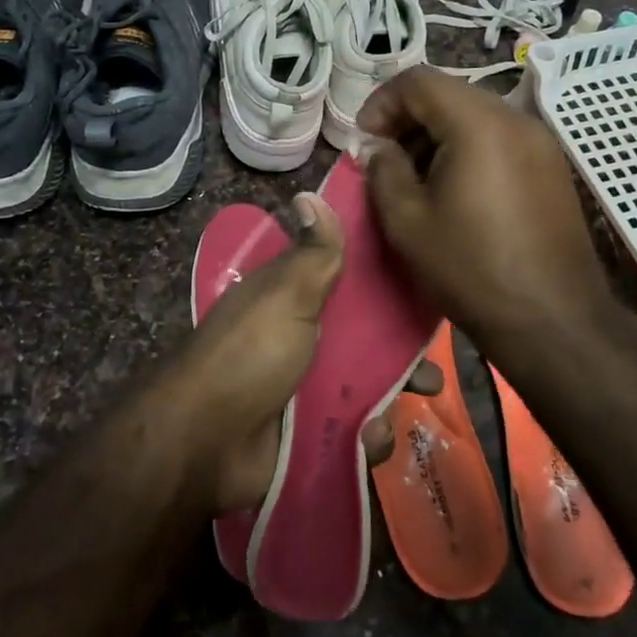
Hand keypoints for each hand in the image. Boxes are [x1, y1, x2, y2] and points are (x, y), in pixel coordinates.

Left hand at [162, 192, 441, 513]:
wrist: (205, 444)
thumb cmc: (251, 355)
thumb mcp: (286, 294)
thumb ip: (313, 253)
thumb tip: (310, 193)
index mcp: (294, 299)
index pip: (347, 282)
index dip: (385, 284)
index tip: (426, 287)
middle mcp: (302, 340)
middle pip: (365, 339)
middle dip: (402, 353)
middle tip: (431, 366)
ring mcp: (306, 389)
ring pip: (367, 387)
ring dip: (392, 398)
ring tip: (417, 400)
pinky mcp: (311, 433)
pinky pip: (354, 432)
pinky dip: (368, 436)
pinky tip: (370, 437)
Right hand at [359, 67, 611, 359]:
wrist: (552, 319)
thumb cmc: (471, 268)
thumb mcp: (407, 221)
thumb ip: (383, 170)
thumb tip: (376, 146)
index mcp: (478, 122)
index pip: (418, 80)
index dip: (381, 103)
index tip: (365, 142)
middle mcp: (515, 118)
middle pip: (449, 93)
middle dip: (408, 119)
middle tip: (385, 160)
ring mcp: (540, 141)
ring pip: (475, 115)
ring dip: (438, 134)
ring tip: (418, 179)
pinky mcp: (551, 166)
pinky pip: (500, 137)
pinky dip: (468, 148)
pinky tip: (456, 190)